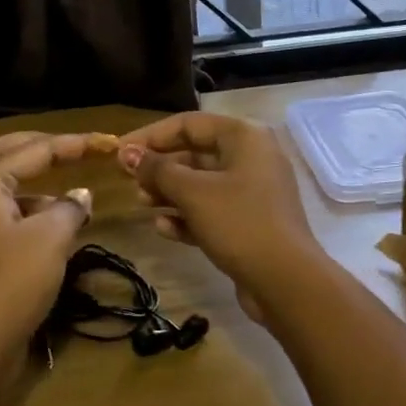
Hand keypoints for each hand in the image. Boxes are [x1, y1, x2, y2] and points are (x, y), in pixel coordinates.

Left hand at [0, 131, 95, 351]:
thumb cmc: (13, 280)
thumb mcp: (51, 237)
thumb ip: (70, 207)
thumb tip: (81, 195)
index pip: (34, 150)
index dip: (72, 144)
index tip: (105, 142)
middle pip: (3, 154)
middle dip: (38, 146)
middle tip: (69, 146)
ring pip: (5, 188)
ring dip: (37, 184)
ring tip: (74, 197)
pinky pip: (8, 216)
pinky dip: (33, 212)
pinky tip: (59, 229)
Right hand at [117, 113, 319, 294]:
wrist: (286, 281)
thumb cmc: (239, 222)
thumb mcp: (193, 193)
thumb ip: (157, 170)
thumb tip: (127, 154)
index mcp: (244, 136)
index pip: (188, 124)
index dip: (151, 136)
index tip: (119, 151)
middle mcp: (251, 157)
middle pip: (195, 153)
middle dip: (160, 168)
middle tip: (129, 182)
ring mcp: (253, 191)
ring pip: (202, 183)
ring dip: (170, 193)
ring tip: (142, 204)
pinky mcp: (251, 221)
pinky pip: (212, 210)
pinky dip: (188, 216)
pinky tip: (164, 229)